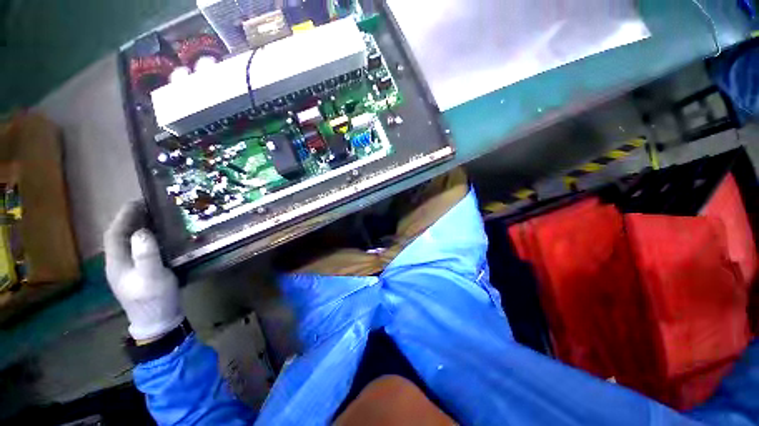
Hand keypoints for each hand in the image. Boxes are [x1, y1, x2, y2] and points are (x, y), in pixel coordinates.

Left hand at [104, 201, 183, 340]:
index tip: (139, 201)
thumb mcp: (152, 277)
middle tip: (150, 206)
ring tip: (156, 217)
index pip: (114, 233)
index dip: (124, 216)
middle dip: (131, 219)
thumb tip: (143, 231)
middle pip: (120, 236)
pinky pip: (139, 249)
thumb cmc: (154, 299)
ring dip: (139, 227)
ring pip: (129, 243)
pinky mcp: (141, 272)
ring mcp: (129, 269)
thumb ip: (146, 255)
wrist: (158, 321)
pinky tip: (159, 237)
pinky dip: (146, 238)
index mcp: (117, 263)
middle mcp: (119, 263)